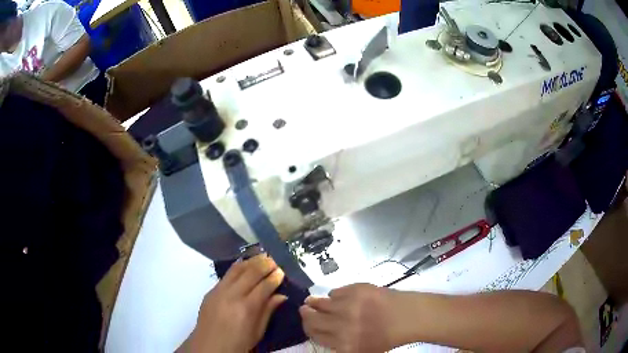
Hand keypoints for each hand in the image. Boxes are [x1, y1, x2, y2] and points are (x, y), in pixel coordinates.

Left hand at [180, 255, 286, 352]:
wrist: (209, 346)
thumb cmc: (238, 343)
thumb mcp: (257, 332)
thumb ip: (268, 311)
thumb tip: (281, 295)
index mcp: (247, 308)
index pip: (264, 286)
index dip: (274, 277)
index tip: (282, 271)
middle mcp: (232, 295)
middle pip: (250, 273)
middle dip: (264, 264)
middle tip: (274, 260)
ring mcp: (219, 291)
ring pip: (237, 269)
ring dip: (251, 261)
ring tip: (262, 257)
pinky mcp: (211, 291)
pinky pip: (226, 275)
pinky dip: (238, 267)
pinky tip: (244, 264)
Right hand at [299, 283, 401, 352]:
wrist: (407, 316)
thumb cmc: (386, 337)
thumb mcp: (362, 351)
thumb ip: (339, 346)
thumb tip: (321, 334)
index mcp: (343, 344)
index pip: (314, 334)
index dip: (308, 328)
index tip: (307, 323)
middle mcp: (341, 326)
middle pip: (311, 318)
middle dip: (305, 314)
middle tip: (304, 310)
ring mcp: (347, 306)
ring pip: (319, 303)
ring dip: (314, 302)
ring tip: (312, 300)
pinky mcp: (354, 290)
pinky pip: (335, 292)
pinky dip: (334, 295)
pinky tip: (340, 298)